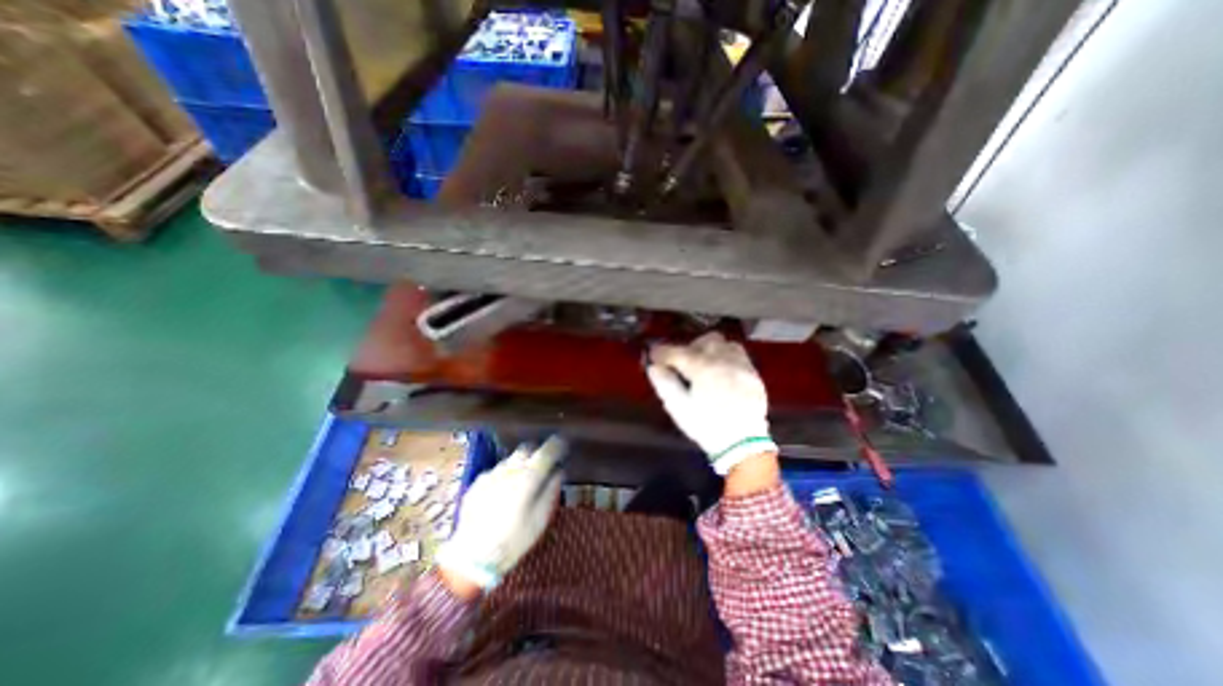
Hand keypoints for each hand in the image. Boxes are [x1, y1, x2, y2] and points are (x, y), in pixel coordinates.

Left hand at [438, 440, 565, 590]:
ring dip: (519, 465)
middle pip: (526, 449)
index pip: (546, 452)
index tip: (562, 446)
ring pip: (510, 460)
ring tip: (521, 482)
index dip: (556, 446)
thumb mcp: (540, 519)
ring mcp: (491, 475)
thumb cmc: (513, 540)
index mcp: (528, 477)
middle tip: (542, 464)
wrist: (471, 557)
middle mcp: (509, 470)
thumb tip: (559, 472)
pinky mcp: (477, 483)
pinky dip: (503, 476)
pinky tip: (502, 494)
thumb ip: (551, 491)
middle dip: (536, 452)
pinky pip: (495, 472)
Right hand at [645, 332, 777, 475]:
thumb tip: (653, 366)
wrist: (743, 445)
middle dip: (688, 348)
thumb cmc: (707, 426)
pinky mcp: (753, 373)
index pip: (677, 352)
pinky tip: (721, 372)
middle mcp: (723, 360)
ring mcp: (741, 365)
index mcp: (703, 369)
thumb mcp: (679, 408)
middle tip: (681, 364)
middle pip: (703, 341)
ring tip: (703, 365)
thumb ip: (664, 383)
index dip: (662, 352)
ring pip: (723, 343)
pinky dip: (725, 356)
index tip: (653, 356)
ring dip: (709, 349)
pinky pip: (738, 354)